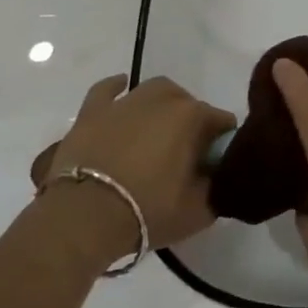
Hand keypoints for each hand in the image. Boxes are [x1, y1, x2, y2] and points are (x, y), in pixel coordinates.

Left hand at [30, 75, 234, 265]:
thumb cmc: (148, 212)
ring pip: (154, 92)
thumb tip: (215, 177)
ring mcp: (125, 102)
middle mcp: (163, 99)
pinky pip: (107, 90)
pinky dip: (117, 88)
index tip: (214, 167)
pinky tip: (122, 89)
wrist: (85, 219)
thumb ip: (216, 188)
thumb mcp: (199, 211)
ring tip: (157, 130)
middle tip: (184, 156)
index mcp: (192, 118)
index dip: (221, 144)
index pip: (222, 122)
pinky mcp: (92, 112)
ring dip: (162, 105)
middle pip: (189, 104)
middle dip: (192, 124)